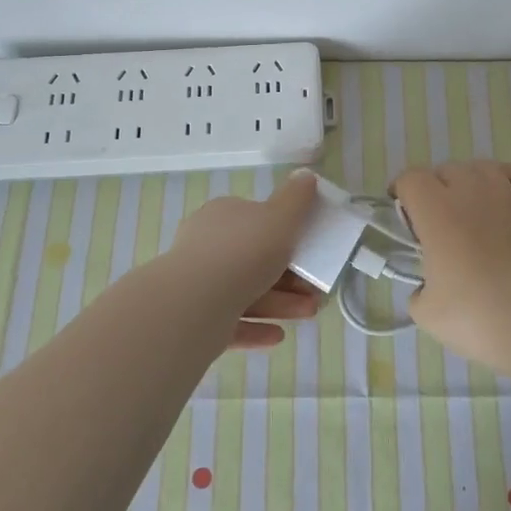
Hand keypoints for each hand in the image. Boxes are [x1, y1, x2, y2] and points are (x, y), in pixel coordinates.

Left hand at [167, 170, 322, 348]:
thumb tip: (305, 175)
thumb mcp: (280, 217)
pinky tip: (278, 335)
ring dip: (281, 303)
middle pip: (255, 260)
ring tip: (309, 313)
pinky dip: (257, 327)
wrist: (195, 303)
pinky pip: (231, 322)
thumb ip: (296, 198)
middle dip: (290, 277)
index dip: (286, 235)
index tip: (310, 251)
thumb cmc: (243, 251)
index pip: (256, 220)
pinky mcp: (195, 319)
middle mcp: (207, 246)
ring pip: (246, 292)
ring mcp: (198, 284)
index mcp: (223, 216)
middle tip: (315, 289)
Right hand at [391, 161, 510, 376]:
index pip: (411, 180)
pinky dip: (505, 179)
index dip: (401, 191)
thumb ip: (419, 292)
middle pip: (446, 170)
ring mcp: (508, 198)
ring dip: (469, 180)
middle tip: (435, 220)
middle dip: (435, 188)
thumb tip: (426, 289)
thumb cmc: (476, 316)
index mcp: (436, 212)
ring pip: (482, 167)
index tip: (401, 212)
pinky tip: (503, 195)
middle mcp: (471, 194)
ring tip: (469, 205)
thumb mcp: (426, 313)